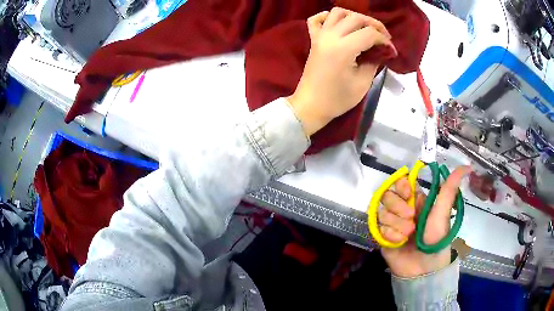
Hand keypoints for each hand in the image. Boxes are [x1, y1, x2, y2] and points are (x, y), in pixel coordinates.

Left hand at [287, 7, 396, 135]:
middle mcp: (330, 36)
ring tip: (365, 29)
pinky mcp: (313, 39)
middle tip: (384, 38)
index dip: (384, 40)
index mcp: (343, 48)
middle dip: (374, 25)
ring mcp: (320, 36)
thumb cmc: (337, 99)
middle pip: (356, 18)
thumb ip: (374, 62)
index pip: (369, 33)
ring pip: (337, 12)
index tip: (391, 50)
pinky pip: (316, 19)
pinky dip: (328, 16)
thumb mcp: (363, 83)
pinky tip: (339, 23)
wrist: (311, 105)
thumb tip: (381, 51)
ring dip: (354, 16)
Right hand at [378, 166, 470, 277]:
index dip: (401, 185)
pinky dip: (389, 236)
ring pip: (383, 212)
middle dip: (398, 208)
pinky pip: (378, 228)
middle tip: (411, 220)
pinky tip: (398, 243)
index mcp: (417, 200)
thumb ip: (449, 189)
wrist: (423, 269)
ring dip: (396, 225)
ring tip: (406, 236)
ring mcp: (392, 223)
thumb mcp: (443, 213)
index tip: (407, 193)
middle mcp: (402, 209)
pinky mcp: (383, 236)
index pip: (402, 182)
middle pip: (388, 195)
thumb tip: (466, 166)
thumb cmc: (436, 239)